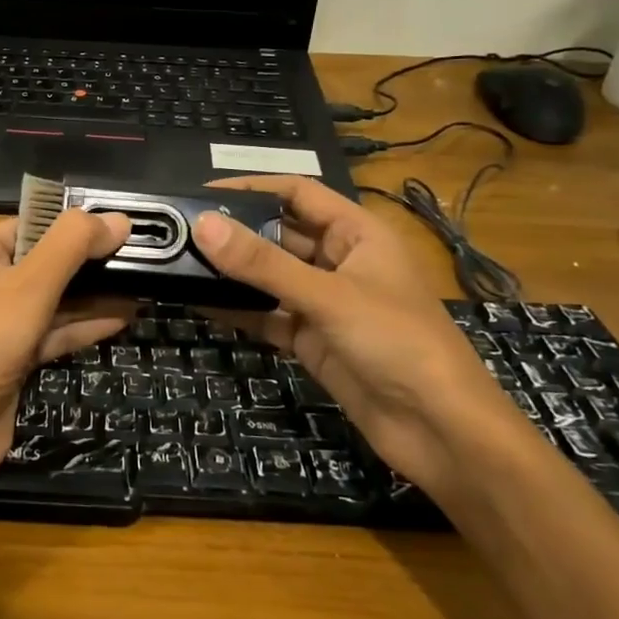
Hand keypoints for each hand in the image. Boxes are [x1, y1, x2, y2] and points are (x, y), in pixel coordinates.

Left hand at [0, 210, 132, 495]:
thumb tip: (119, 219)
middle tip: (138, 256)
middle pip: (44, 262)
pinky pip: (51, 331)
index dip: (73, 224)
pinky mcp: (10, 356)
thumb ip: (74, 245)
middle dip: (89, 262)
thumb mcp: (31, 284)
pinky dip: (82, 325)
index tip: (120, 226)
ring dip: (92, 295)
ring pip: (51, 299)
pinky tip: (121, 318)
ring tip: (140, 285)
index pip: (29, 225)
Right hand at [195, 176, 519, 498]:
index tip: (201, 192)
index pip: (298, 193)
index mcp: (358, 234)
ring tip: (179, 263)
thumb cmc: (396, 342)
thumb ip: (263, 263)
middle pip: (279, 235)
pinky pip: (268, 315)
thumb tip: (203, 224)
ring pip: (270, 278)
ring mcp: (324, 303)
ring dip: (233, 272)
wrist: (439, 430)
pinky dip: (238, 310)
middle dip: (235, 232)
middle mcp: (339, 262)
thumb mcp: (328, 296)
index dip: (253, 188)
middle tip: (179, 232)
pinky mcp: (312, 340)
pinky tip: (199, 303)